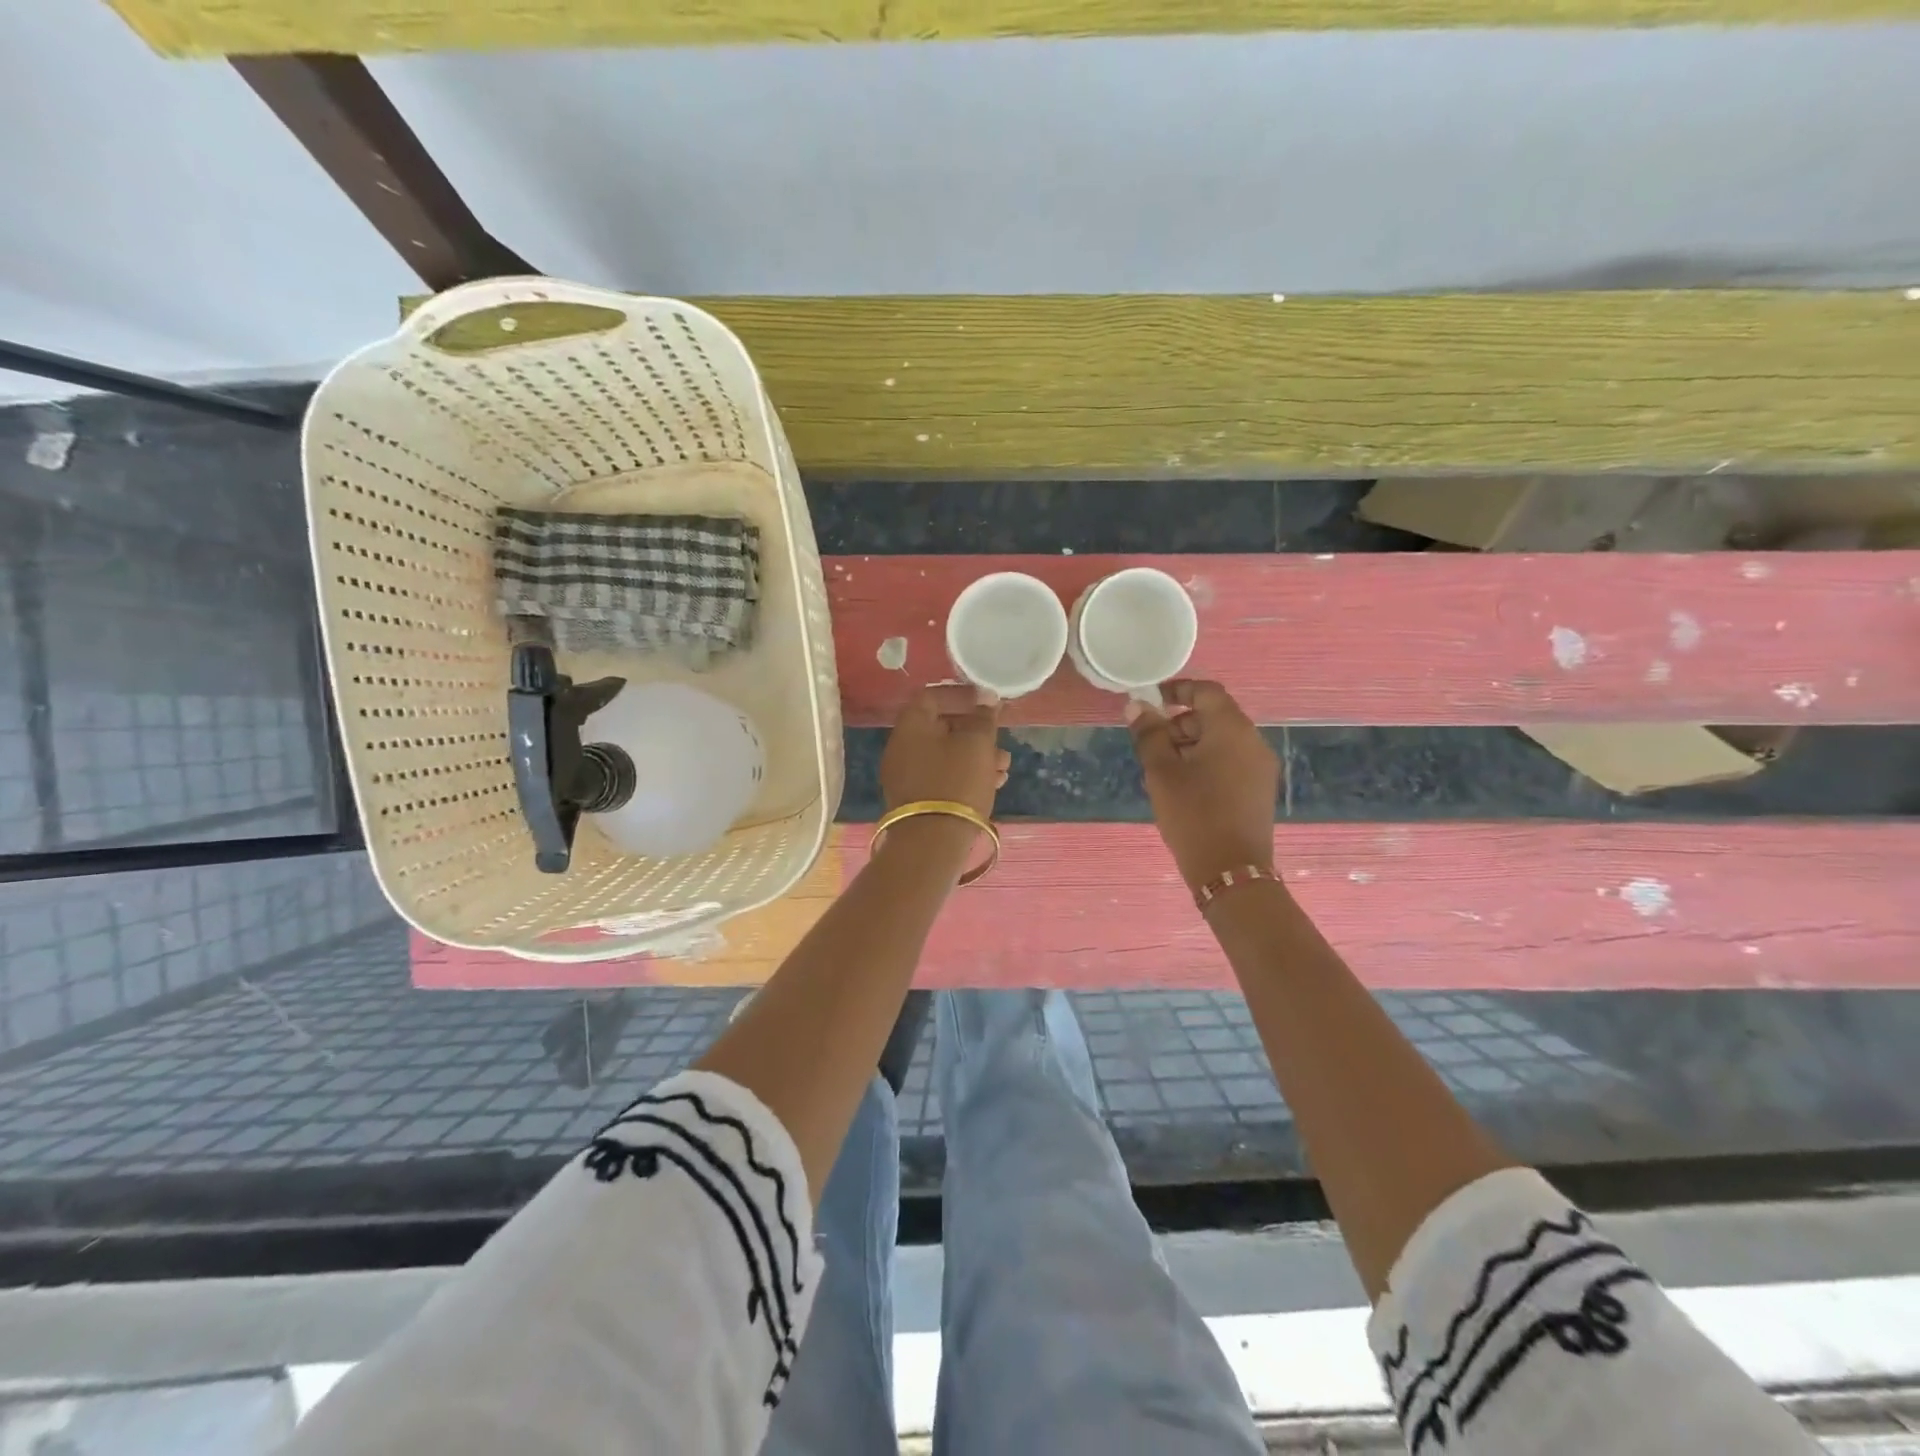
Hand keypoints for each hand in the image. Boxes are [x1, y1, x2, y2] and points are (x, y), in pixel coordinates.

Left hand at [881, 684, 1009, 817]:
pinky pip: (943, 776)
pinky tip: (993, 784)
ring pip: (946, 754)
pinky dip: (966, 774)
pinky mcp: (916, 799)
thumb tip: (985, 697)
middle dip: (975, 730)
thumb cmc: (956, 781)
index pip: (934, 695)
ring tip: (1004, 767)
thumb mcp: (977, 744)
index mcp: (911, 725)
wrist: (932, 841)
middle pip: (941, 726)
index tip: (989, 702)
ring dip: (977, 755)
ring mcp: (906, 775)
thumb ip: (983, 717)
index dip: (963, 695)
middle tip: (1001, 739)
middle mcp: (902, 746)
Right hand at [1126, 680, 1279, 890]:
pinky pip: (1231, 760)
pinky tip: (1185, 784)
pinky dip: (1207, 760)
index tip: (1151, 700)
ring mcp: (1260, 766)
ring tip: (1163, 768)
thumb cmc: (1193, 814)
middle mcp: (1252, 740)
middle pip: (1215, 715)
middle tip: (1151, 742)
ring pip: (1222, 739)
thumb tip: (1137, 705)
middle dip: (1181, 722)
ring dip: (1192, 742)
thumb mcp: (1162, 772)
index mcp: (1232, 729)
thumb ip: (1149, 734)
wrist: (1230, 869)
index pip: (1207, 691)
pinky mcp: (1259, 788)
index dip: (1178, 690)